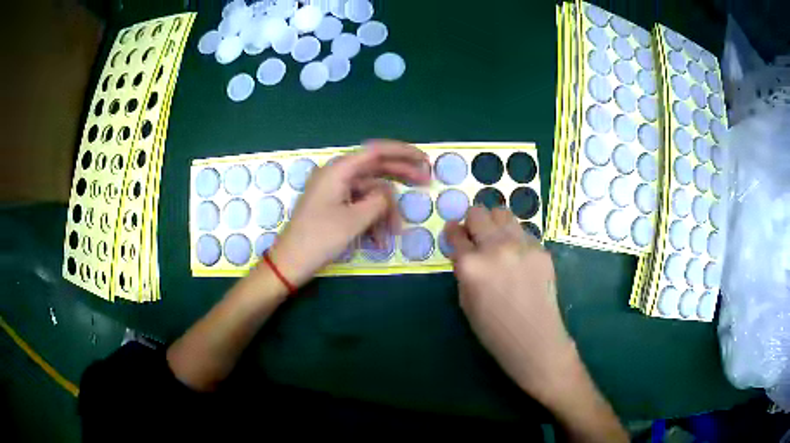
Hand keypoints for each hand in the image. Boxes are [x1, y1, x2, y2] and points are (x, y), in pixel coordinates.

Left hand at [269, 140, 430, 286]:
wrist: (290, 263)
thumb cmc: (319, 239)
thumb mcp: (355, 220)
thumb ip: (379, 201)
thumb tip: (387, 194)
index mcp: (339, 170)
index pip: (376, 151)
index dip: (403, 152)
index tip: (424, 160)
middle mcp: (336, 174)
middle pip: (375, 169)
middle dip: (400, 178)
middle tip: (426, 183)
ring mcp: (334, 190)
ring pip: (369, 192)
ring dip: (384, 212)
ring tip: (394, 234)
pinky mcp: (333, 206)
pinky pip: (359, 206)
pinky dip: (371, 220)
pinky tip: (379, 241)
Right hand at [445, 206, 576, 404]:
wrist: (535, 339)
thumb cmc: (494, 330)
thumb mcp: (465, 301)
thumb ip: (463, 270)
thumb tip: (463, 249)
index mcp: (471, 265)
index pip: (455, 232)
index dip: (453, 232)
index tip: (455, 233)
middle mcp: (495, 248)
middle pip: (478, 213)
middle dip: (472, 221)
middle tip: (475, 235)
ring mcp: (521, 246)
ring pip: (503, 213)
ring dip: (495, 223)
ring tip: (497, 240)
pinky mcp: (541, 249)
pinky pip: (523, 232)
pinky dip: (515, 238)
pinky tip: (517, 257)